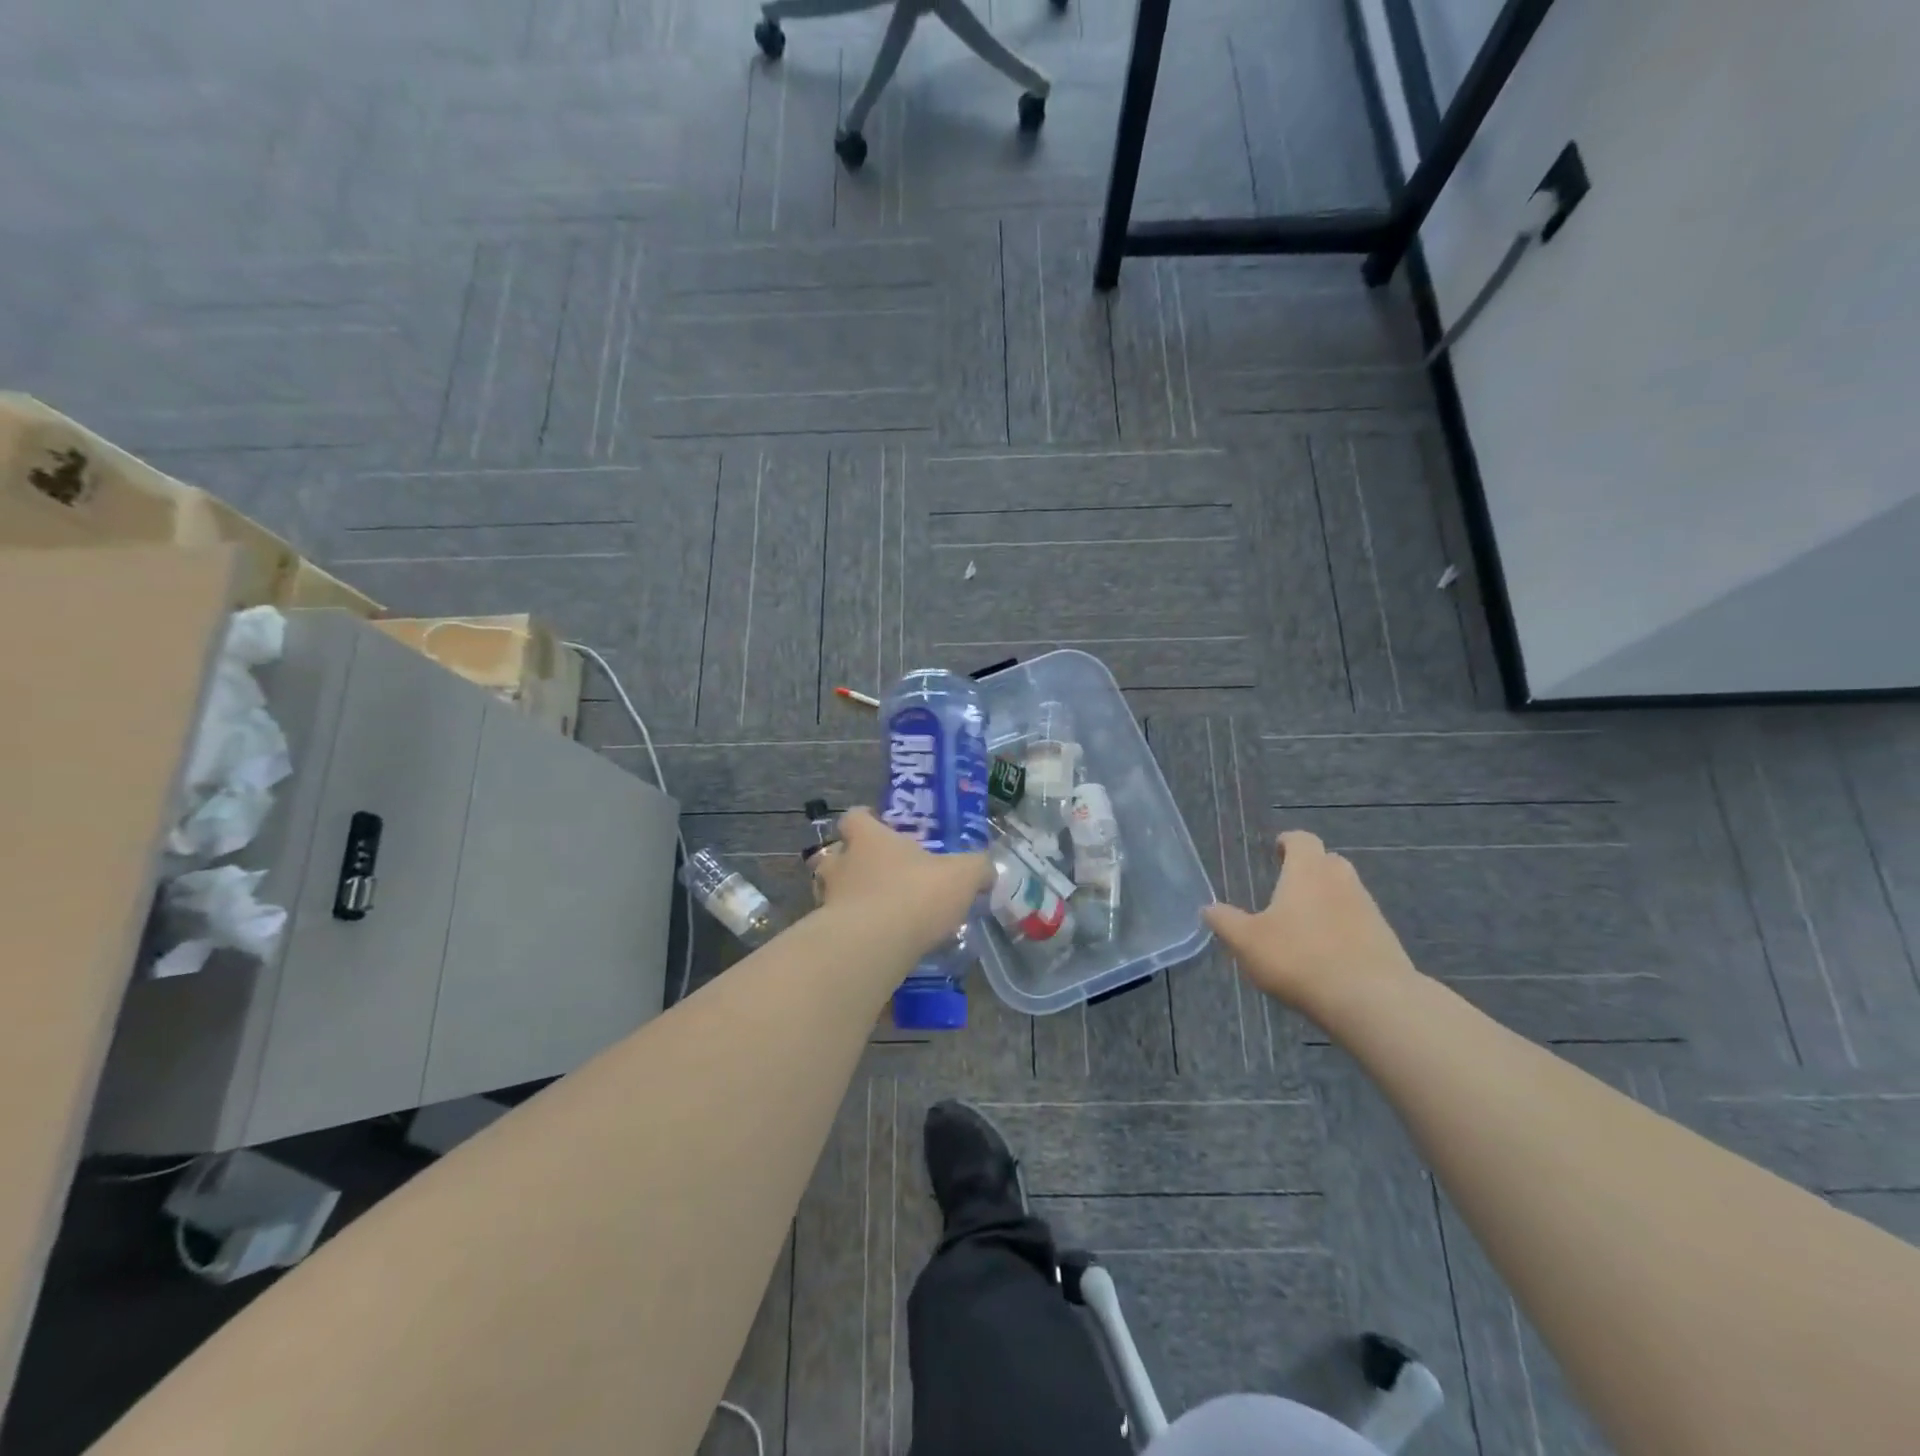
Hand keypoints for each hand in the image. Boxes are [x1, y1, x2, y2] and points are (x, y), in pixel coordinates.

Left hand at [810, 808, 991, 959]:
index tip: (878, 827)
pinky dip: (849, 932)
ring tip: (872, 911)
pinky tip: (872, 943)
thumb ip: (977, 869)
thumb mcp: (962, 876)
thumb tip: (987, 872)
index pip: (854, 817)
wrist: (872, 946)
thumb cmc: (915, 895)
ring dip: (846, 898)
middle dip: (848, 863)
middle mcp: (841, 864)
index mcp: (869, 839)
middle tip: (873, 874)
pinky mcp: (825, 934)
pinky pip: (834, 927)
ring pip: (829, 891)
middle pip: (832, 855)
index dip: (865, 820)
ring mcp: (827, 900)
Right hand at [1202, 831, 1419, 1023]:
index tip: (1276, 850)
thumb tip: (1208, 908)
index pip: (1302, 840)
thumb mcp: (1247, 942)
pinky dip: (1344, 927)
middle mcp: (1341, 881)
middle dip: (1310, 869)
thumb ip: (1226, 922)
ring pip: (1346, 892)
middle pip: (1328, 862)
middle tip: (1289, 886)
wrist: (1371, 1000)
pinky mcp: (1385, 939)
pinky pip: (1359, 922)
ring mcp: (1368, 909)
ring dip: (1328, 899)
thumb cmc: (1300, 958)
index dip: (1288, 842)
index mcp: (1307, 871)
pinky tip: (1328, 952)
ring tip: (1305, 923)